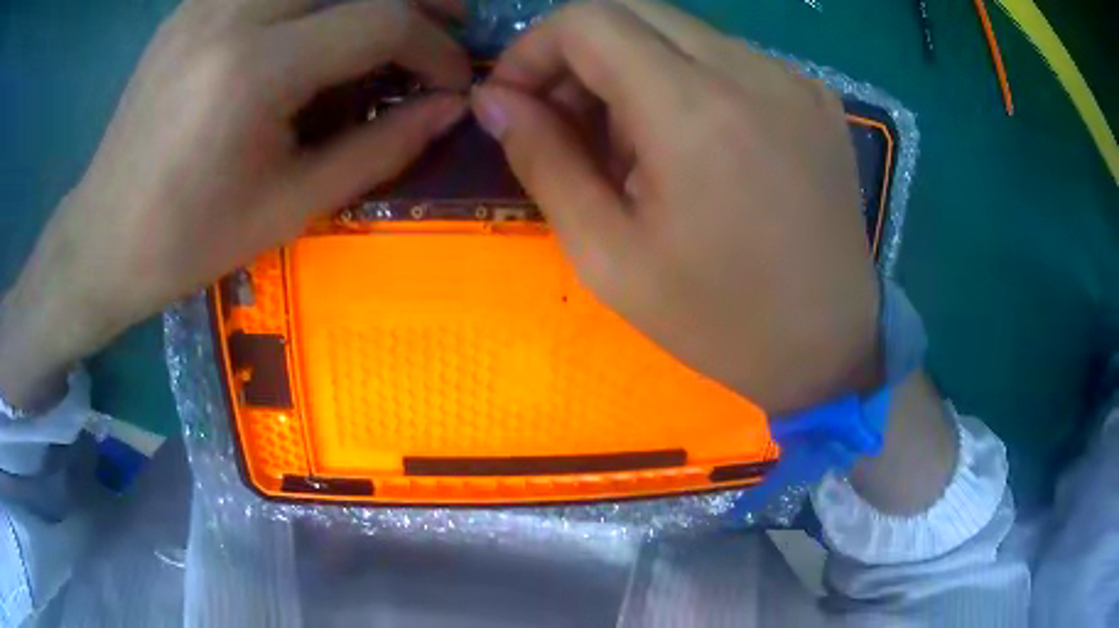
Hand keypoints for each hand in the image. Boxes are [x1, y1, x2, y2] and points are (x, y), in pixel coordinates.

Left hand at [0, 0, 469, 409]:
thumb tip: (450, 109)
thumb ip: (380, 148)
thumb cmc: (189, 240)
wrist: (102, 238)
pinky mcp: (192, 3)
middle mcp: (233, 11)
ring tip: (390, 16)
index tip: (453, 80)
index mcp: (254, 71)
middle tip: (447, 21)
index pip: (381, 20)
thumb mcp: (289, 207)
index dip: (435, 47)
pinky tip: (319, 19)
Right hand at [472, 1, 880, 415]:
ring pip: (679, 31)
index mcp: (693, 110)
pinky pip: (728, 57)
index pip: (587, 20)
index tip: (515, 99)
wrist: (830, 346)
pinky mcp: (814, 95)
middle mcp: (748, 70)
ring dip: (632, 68)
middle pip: (632, 11)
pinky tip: (693, 144)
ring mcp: (791, 77)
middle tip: (566, 120)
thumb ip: (543, 161)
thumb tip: (494, 101)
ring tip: (632, 146)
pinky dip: (686, 80)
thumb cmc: (719, 319)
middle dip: (577, 53)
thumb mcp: (608, 256)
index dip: (534, 48)